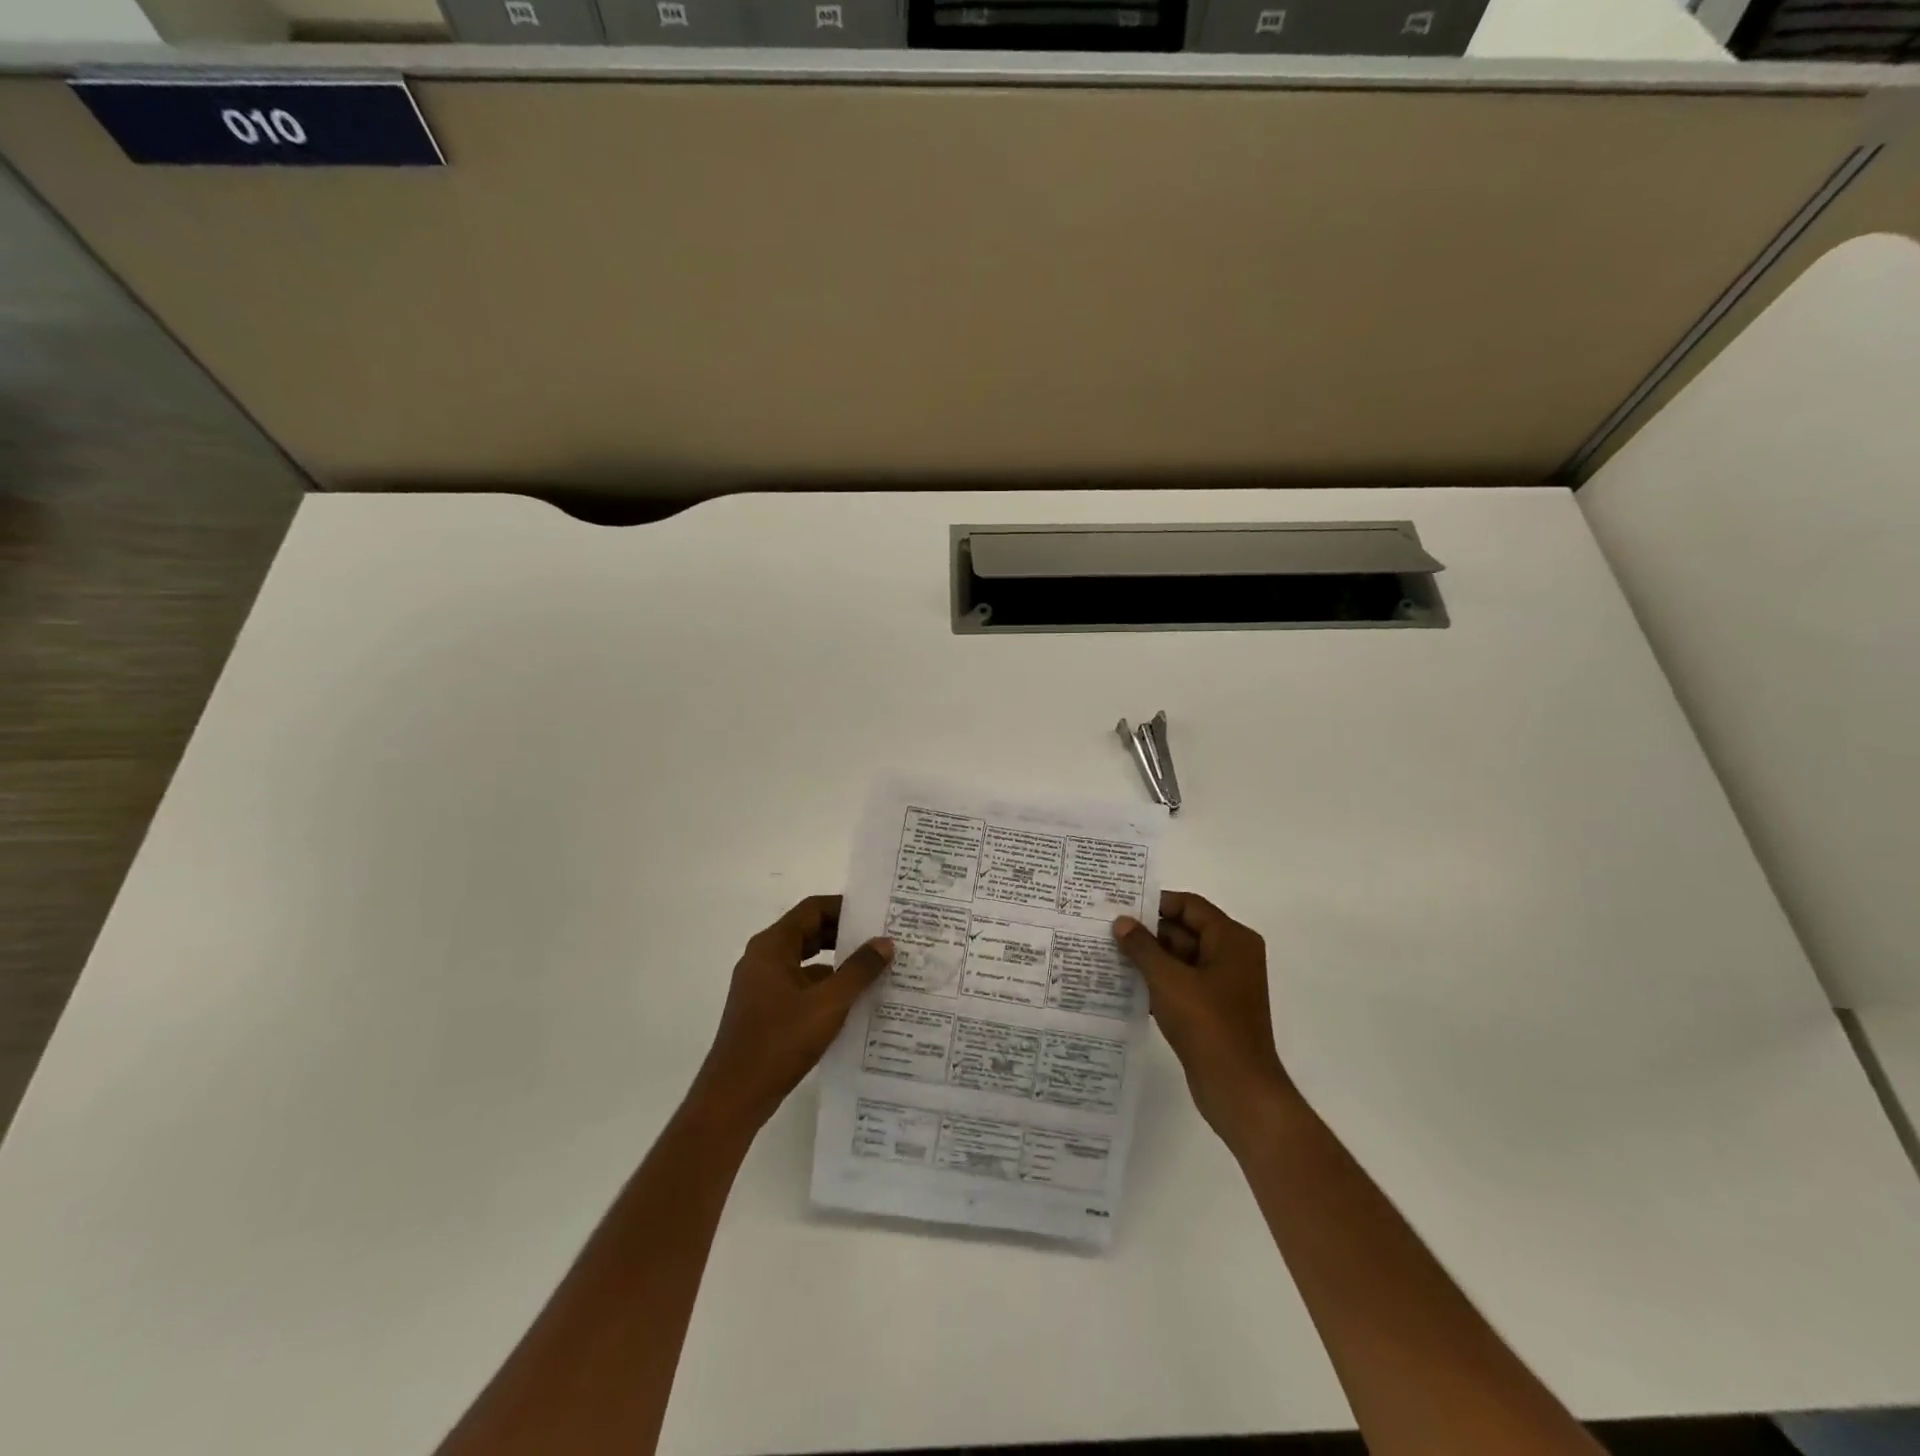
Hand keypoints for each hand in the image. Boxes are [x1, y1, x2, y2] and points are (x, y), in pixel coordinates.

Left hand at [689, 895, 893, 1132]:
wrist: (734, 1097)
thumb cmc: (779, 1041)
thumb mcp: (828, 1004)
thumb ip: (859, 970)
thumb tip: (885, 942)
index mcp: (772, 947)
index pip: (812, 909)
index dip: (845, 907)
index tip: (877, 914)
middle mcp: (763, 958)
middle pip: (809, 932)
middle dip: (845, 935)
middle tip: (882, 940)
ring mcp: (762, 985)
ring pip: (806, 961)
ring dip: (837, 963)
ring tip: (875, 970)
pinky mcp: (765, 1010)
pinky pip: (800, 985)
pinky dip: (825, 987)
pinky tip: (853, 1002)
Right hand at [1113, 891, 1298, 1156]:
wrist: (1238, 1088)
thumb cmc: (1207, 1024)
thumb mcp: (1168, 980)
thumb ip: (1142, 947)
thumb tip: (1121, 922)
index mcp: (1231, 940)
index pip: (1189, 906)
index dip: (1155, 904)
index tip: (1120, 907)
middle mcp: (1233, 956)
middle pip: (1185, 930)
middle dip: (1148, 933)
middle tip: (1107, 932)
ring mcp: (1225, 984)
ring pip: (1181, 959)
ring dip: (1150, 959)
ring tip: (1110, 956)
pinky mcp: (1215, 1009)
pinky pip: (1183, 983)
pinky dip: (1159, 982)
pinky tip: (1127, 986)